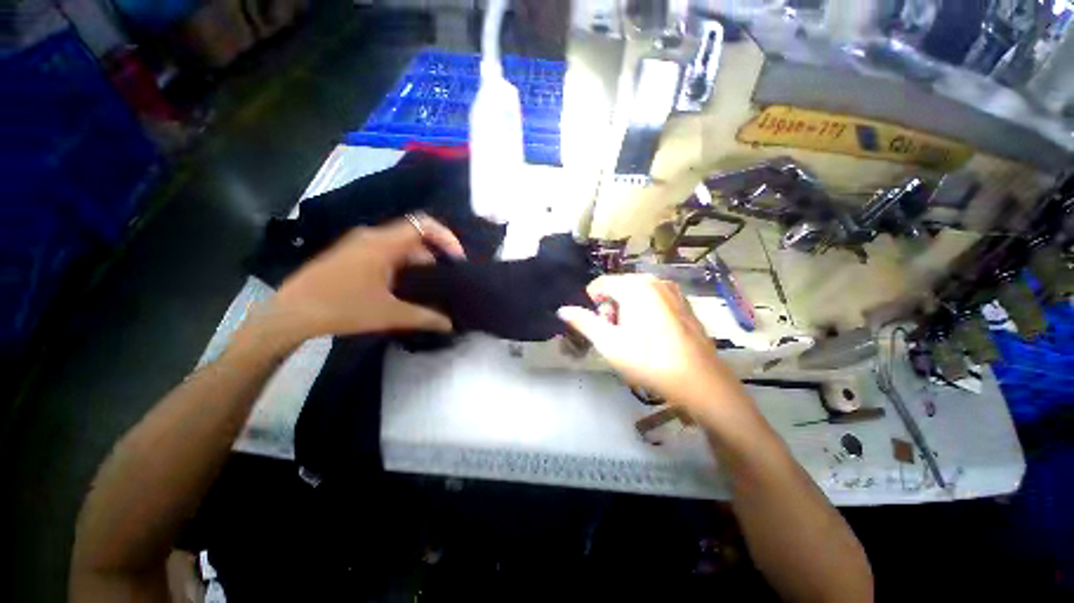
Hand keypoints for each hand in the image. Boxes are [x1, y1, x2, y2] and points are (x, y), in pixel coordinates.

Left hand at [266, 214, 465, 341]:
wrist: (290, 314)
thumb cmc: (342, 308)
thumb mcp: (389, 314)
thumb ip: (425, 317)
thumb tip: (450, 324)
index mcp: (383, 243)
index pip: (423, 224)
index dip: (446, 237)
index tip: (457, 259)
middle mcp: (371, 236)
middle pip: (414, 236)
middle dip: (434, 254)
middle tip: (446, 278)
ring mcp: (358, 244)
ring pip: (400, 245)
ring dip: (418, 261)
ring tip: (429, 285)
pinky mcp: (350, 254)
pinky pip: (386, 251)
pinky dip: (402, 264)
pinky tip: (404, 286)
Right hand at [557, 275, 743, 411]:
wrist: (700, 382)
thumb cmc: (649, 360)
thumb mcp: (609, 343)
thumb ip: (584, 322)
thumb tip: (562, 310)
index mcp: (634, 285)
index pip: (599, 284)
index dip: (593, 305)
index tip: (601, 328)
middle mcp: (654, 280)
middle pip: (618, 287)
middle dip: (611, 308)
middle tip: (618, 335)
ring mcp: (672, 290)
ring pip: (635, 294)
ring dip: (627, 311)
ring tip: (635, 337)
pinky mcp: (683, 302)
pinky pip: (653, 299)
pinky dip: (645, 312)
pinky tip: (653, 336)